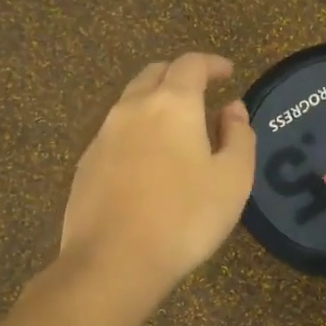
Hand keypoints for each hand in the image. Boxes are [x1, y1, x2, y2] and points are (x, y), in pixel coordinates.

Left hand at [60, 53, 256, 295]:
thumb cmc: (185, 217)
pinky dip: (137, 130)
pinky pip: (116, 132)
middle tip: (202, 93)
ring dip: (156, 102)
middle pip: (155, 73)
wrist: (113, 262)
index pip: (191, 64)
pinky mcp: (86, 164)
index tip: (228, 73)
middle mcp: (132, 108)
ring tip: (177, 127)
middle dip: (180, 75)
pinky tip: (148, 159)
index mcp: (172, 104)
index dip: (212, 63)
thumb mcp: (233, 179)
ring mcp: (103, 135)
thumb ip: (239, 136)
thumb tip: (232, 108)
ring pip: (131, 101)